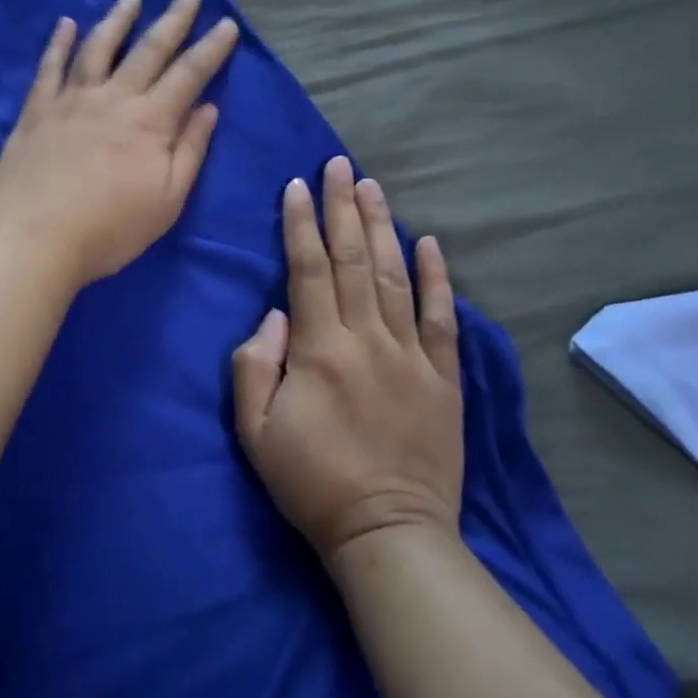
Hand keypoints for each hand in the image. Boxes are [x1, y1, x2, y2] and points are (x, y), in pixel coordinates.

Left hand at [0, 0, 238, 288]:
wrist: (34, 237)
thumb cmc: (109, 229)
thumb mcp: (166, 200)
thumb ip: (189, 151)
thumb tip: (208, 108)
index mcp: (150, 122)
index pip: (189, 74)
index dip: (211, 48)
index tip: (227, 23)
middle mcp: (114, 99)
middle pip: (149, 50)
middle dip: (173, 19)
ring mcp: (71, 100)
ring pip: (98, 47)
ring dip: (118, 19)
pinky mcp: (37, 110)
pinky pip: (49, 67)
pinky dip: (59, 43)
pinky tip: (66, 24)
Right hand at [231, 157, 464, 558]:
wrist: (387, 532)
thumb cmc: (310, 481)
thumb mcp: (255, 430)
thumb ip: (255, 365)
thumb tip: (275, 315)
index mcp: (320, 349)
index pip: (307, 270)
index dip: (300, 224)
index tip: (297, 186)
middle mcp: (367, 339)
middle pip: (353, 259)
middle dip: (342, 208)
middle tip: (339, 165)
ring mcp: (411, 355)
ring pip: (396, 276)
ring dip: (382, 226)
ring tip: (372, 187)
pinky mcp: (443, 377)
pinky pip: (441, 317)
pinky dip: (436, 277)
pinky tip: (429, 242)